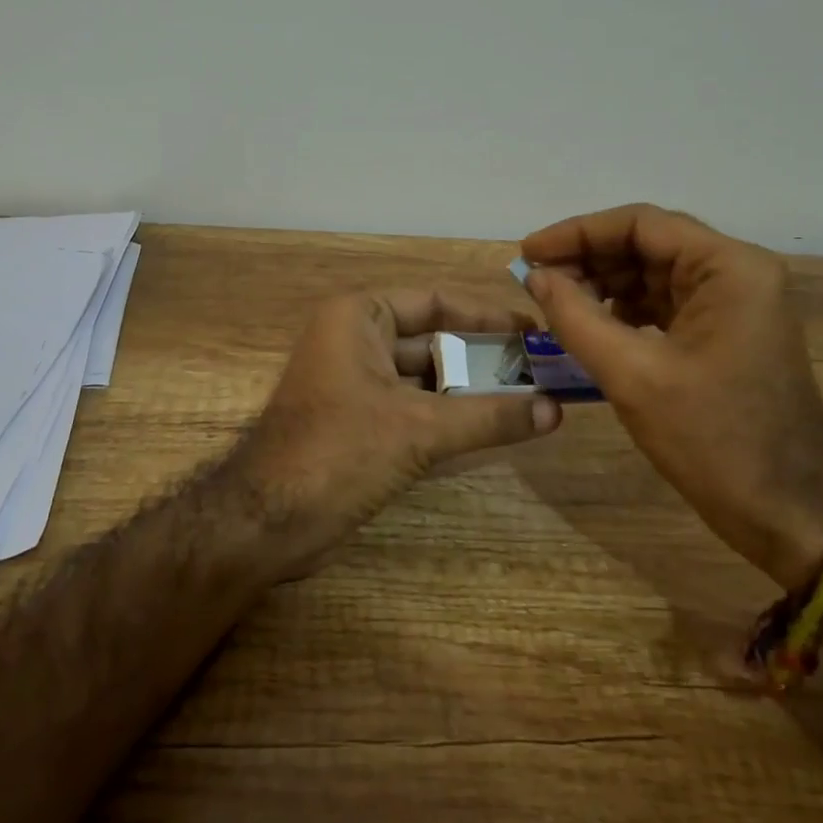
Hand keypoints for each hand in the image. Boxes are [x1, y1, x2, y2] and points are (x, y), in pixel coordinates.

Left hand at [243, 289, 561, 569]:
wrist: (266, 521)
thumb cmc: (340, 451)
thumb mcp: (421, 429)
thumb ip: (490, 417)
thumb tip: (556, 410)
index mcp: (359, 317)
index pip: (435, 302)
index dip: (486, 317)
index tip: (532, 332)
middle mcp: (354, 339)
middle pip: (433, 340)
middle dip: (483, 358)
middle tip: (541, 372)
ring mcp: (353, 382)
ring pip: (424, 378)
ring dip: (470, 391)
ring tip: (529, 401)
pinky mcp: (356, 421)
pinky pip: (412, 407)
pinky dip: (448, 416)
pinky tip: (491, 429)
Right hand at [520, 204, 822, 589]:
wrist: (790, 514)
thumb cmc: (714, 440)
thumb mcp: (632, 375)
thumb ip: (576, 317)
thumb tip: (535, 277)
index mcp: (729, 268)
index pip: (640, 224)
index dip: (577, 233)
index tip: (528, 253)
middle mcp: (737, 274)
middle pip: (647, 245)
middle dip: (587, 260)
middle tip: (535, 282)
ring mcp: (735, 305)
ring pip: (652, 275)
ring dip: (602, 285)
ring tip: (554, 305)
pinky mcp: (726, 335)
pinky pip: (664, 305)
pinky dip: (623, 310)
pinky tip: (589, 327)